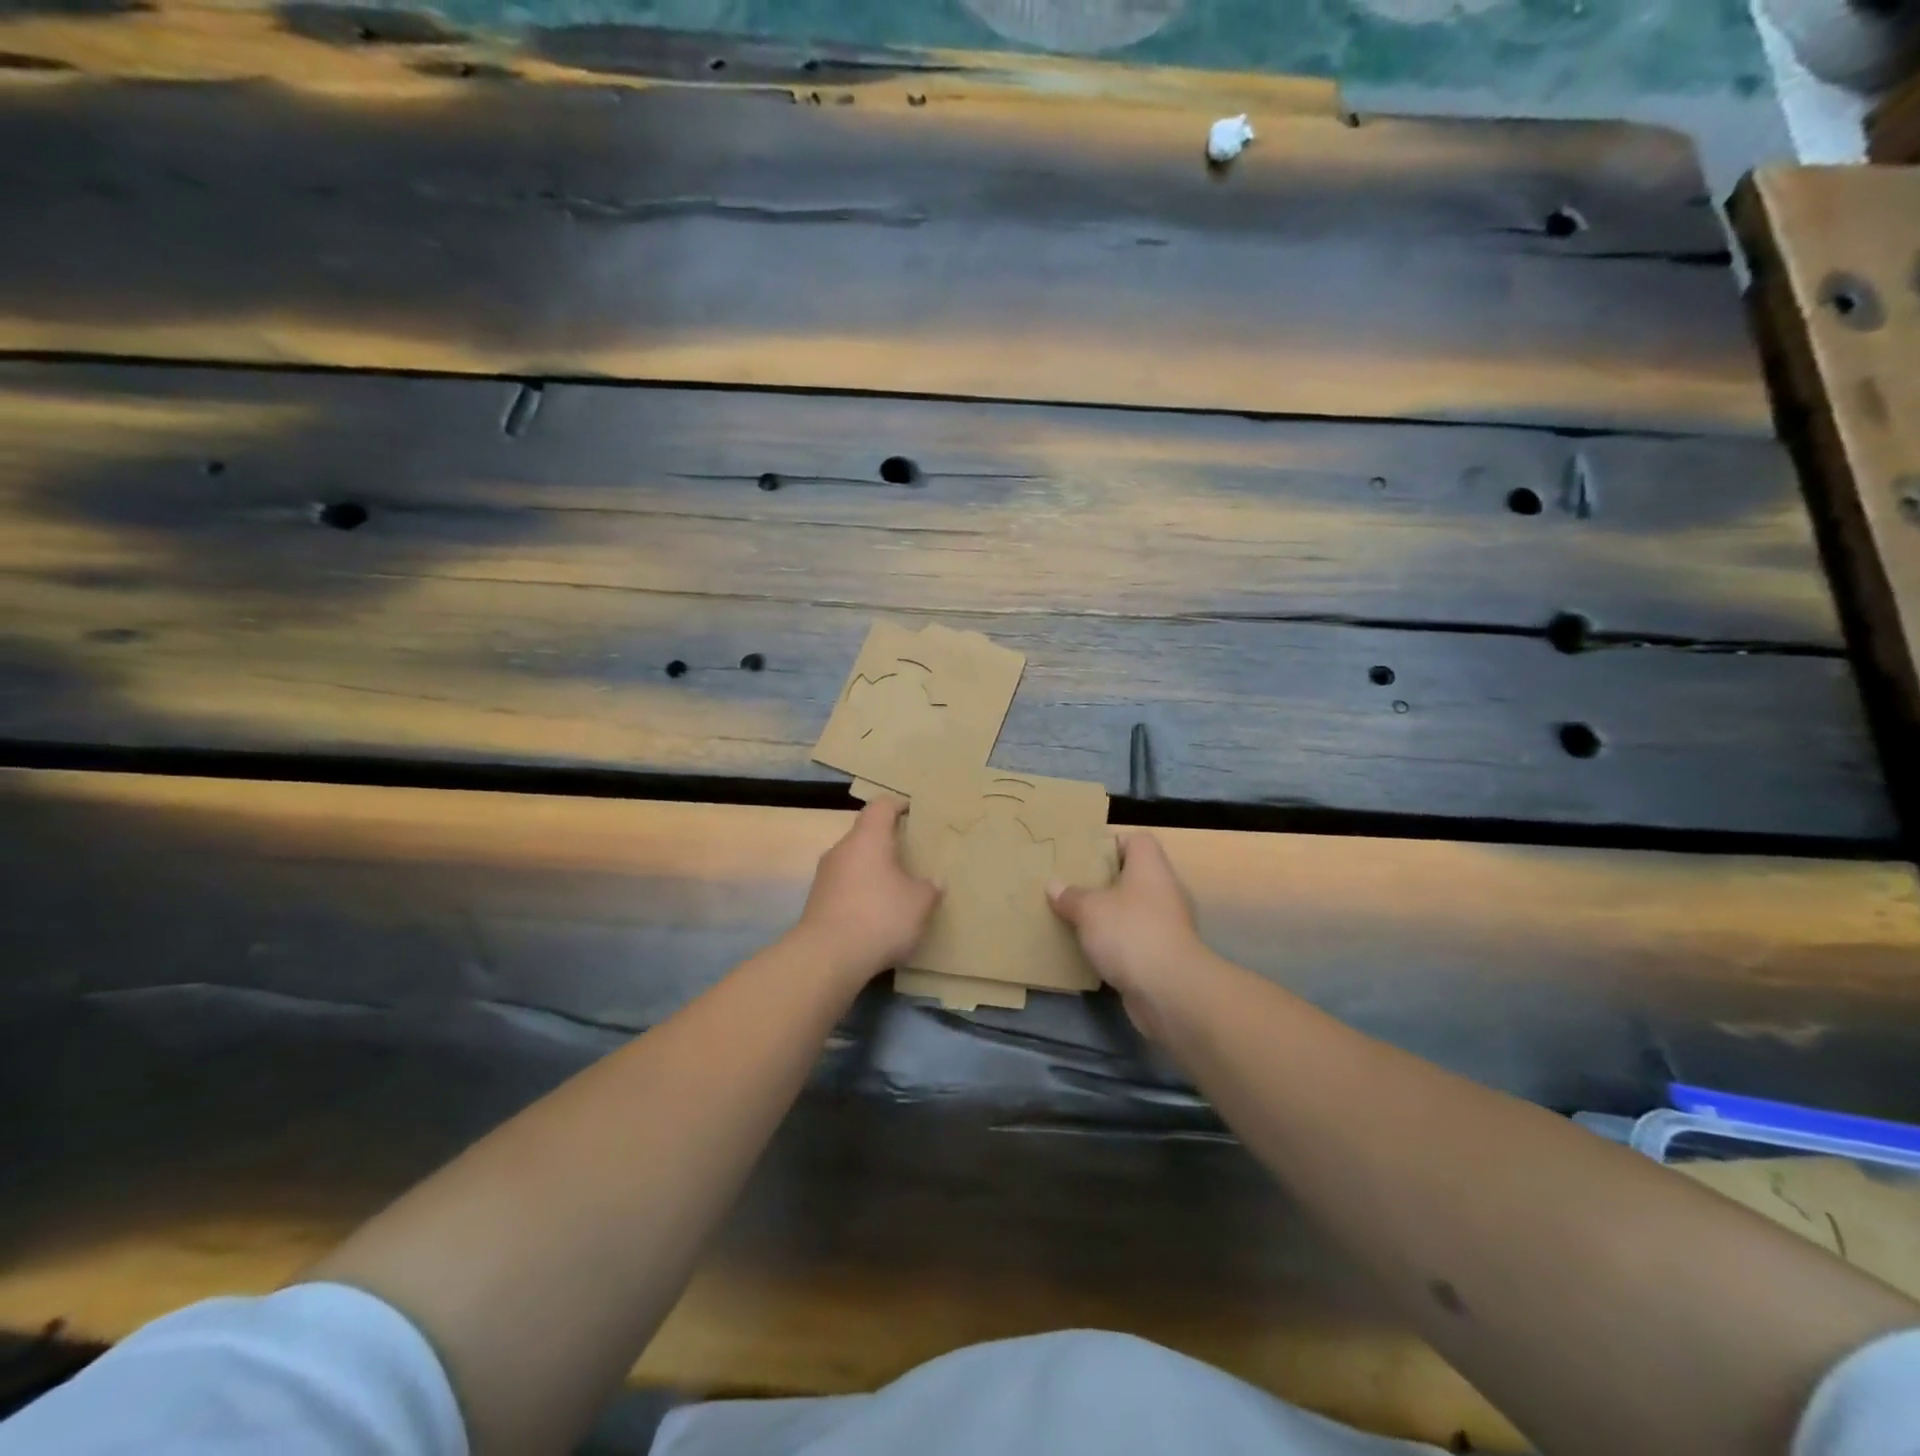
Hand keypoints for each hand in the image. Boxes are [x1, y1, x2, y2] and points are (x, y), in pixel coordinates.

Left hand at [795, 798, 939, 986]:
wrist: (827, 957)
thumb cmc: (880, 916)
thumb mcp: (919, 903)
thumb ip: (928, 888)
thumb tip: (930, 884)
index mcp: (868, 838)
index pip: (882, 806)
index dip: (899, 805)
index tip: (914, 813)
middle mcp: (842, 849)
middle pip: (866, 834)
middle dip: (887, 843)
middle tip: (911, 856)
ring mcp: (825, 876)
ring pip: (854, 862)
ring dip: (873, 871)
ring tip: (896, 889)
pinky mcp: (816, 902)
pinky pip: (845, 887)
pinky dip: (861, 894)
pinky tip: (876, 915)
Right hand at [1048, 833, 1205, 1032]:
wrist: (1170, 991)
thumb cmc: (1130, 932)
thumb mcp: (1089, 909)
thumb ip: (1071, 896)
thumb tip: (1054, 886)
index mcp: (1150, 867)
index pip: (1137, 840)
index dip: (1111, 843)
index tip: (1084, 856)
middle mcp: (1164, 890)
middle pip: (1133, 876)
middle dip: (1103, 882)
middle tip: (1071, 887)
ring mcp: (1168, 924)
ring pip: (1133, 910)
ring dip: (1109, 916)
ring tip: (1075, 918)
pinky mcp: (1164, 955)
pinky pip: (1135, 940)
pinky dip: (1117, 944)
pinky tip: (1091, 950)